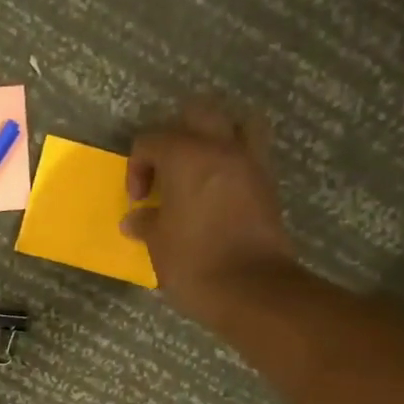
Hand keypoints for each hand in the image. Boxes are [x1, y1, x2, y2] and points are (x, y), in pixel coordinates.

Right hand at [122, 99, 298, 327]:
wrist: (251, 290)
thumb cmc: (194, 263)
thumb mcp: (158, 244)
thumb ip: (146, 223)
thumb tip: (135, 219)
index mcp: (186, 156)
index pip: (151, 140)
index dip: (137, 167)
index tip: (138, 200)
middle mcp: (221, 149)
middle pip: (199, 113)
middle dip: (177, 134)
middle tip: (167, 168)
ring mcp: (251, 164)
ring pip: (238, 123)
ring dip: (217, 137)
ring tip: (200, 167)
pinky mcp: (268, 186)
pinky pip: (251, 155)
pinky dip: (234, 163)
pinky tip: (218, 192)